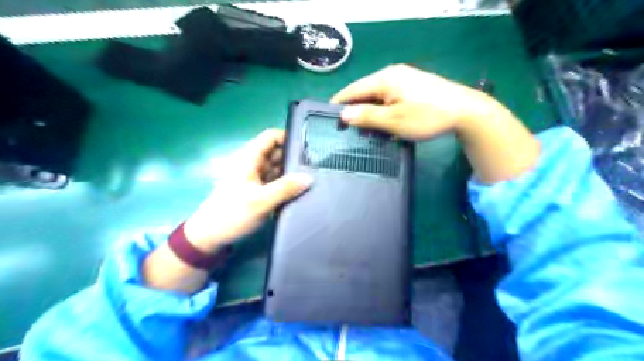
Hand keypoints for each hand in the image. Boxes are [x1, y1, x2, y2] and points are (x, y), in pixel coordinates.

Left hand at [182, 129, 312, 252]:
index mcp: (248, 158)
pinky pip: (274, 179)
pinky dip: (285, 181)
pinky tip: (299, 187)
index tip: (307, 147)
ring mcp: (253, 176)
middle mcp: (251, 163)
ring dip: (290, 170)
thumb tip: (309, 178)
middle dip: (293, 156)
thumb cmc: (232, 214)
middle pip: (275, 150)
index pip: (270, 136)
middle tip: (315, 165)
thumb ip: (286, 188)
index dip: (288, 137)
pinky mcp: (256, 189)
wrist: (210, 236)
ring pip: (275, 166)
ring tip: (312, 175)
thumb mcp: (261, 201)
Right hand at [329, 64, 494, 138]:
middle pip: (364, 91)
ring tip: (363, 129)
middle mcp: (392, 74)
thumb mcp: (393, 120)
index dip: (339, 104)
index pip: (352, 90)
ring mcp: (404, 78)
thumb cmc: (427, 117)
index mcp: (384, 79)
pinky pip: (389, 96)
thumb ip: (367, 116)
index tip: (329, 119)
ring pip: (377, 95)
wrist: (466, 112)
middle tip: (347, 129)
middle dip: (354, 109)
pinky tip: (382, 121)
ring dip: (369, 110)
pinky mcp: (413, 85)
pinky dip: (382, 108)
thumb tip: (343, 114)